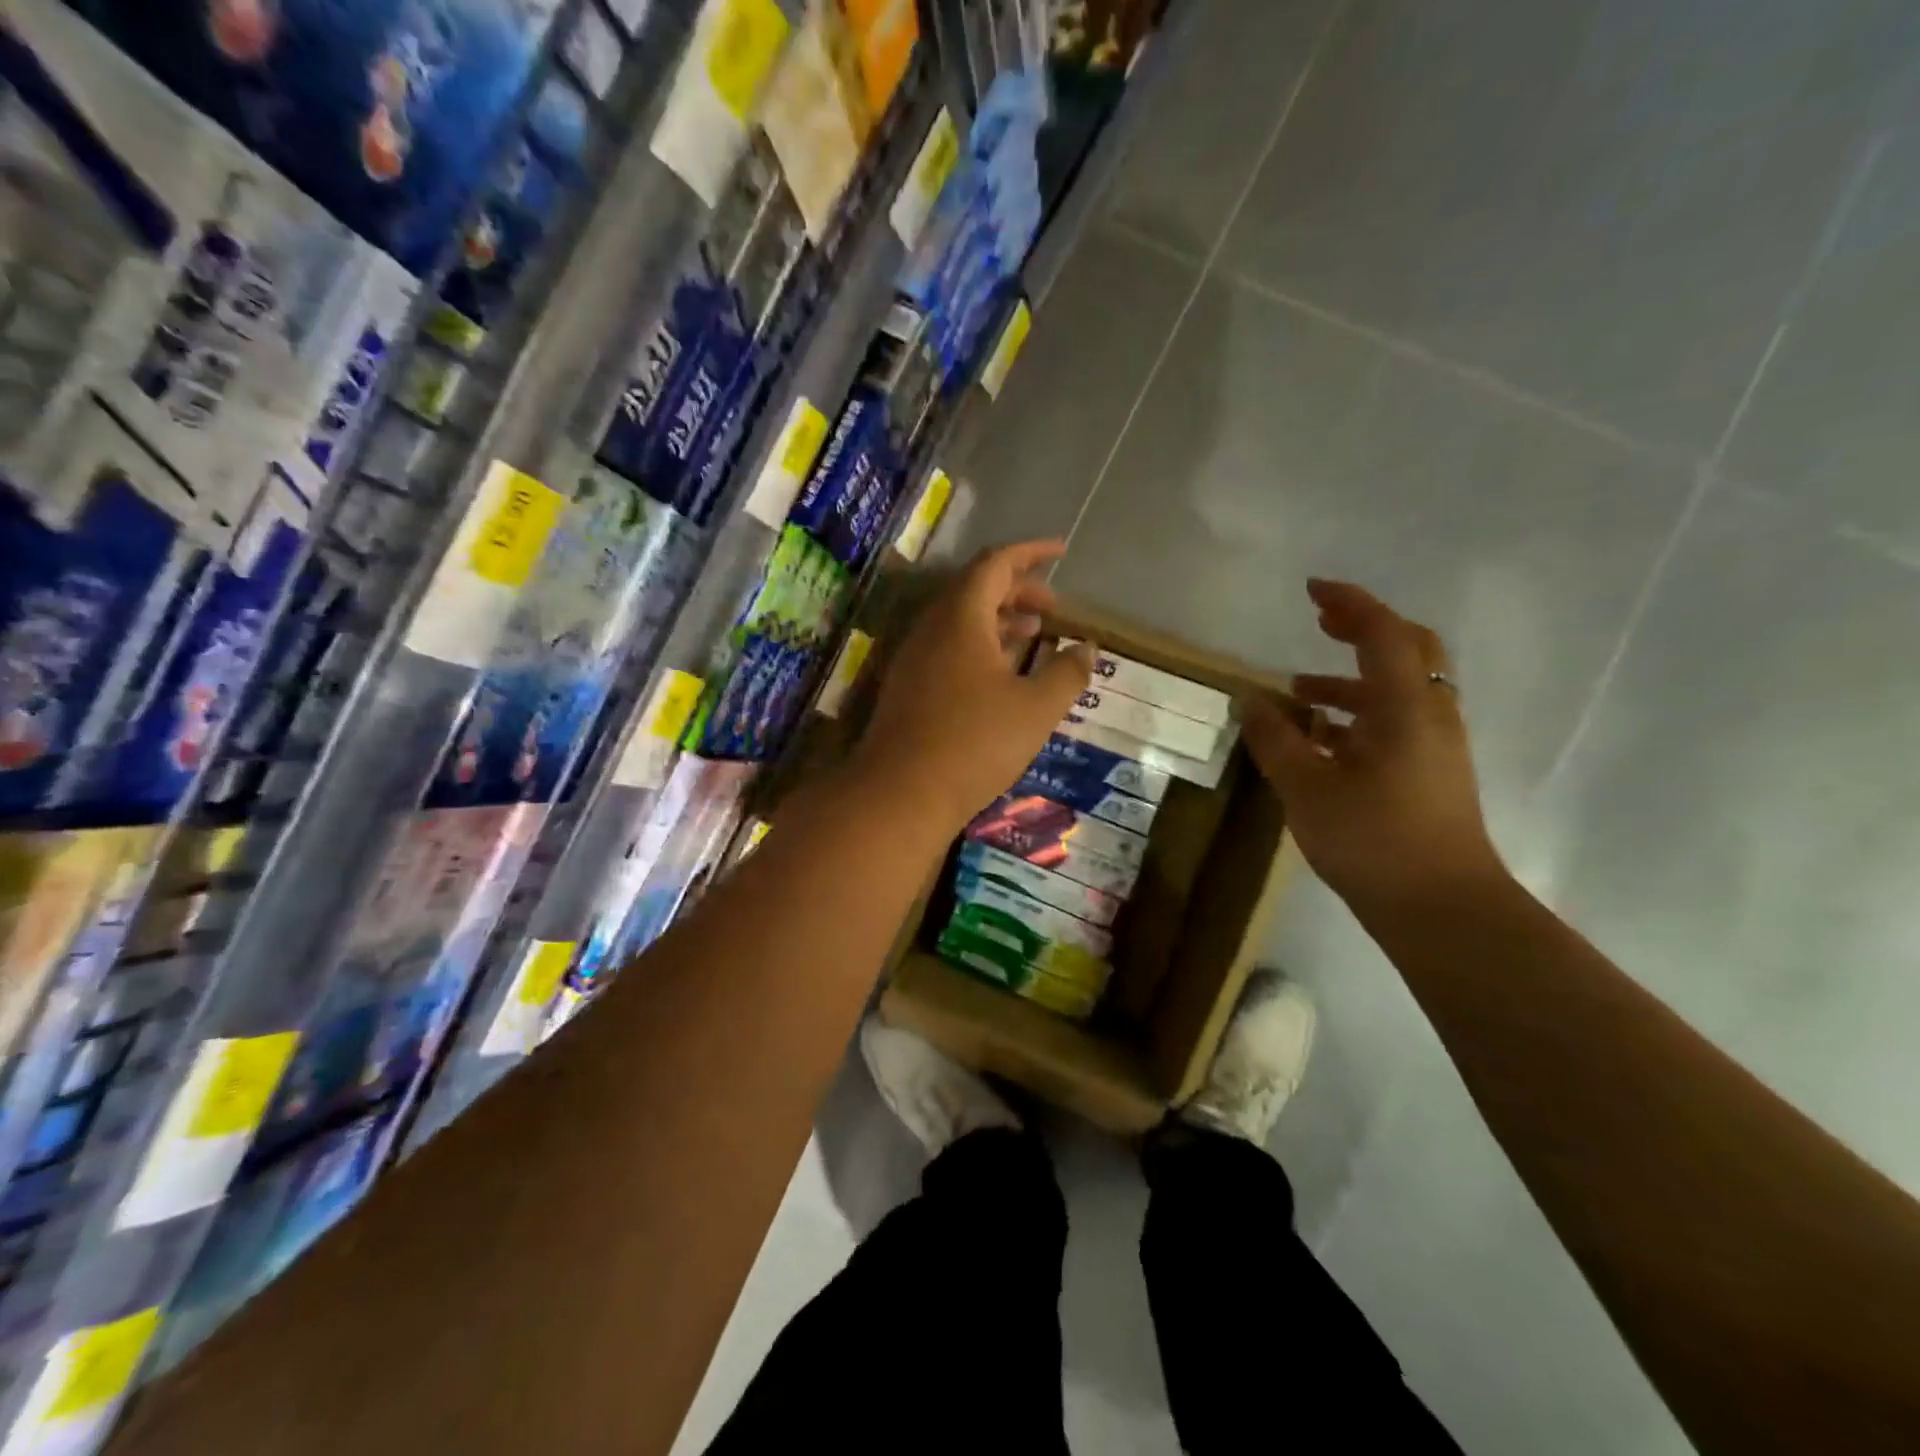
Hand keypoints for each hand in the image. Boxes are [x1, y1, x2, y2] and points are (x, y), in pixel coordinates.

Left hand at [854, 540, 1092, 832]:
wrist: (901, 794)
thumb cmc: (974, 743)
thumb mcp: (1036, 708)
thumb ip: (1067, 673)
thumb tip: (1087, 649)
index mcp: (960, 617)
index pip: (995, 564)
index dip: (1031, 554)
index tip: (1061, 552)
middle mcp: (931, 628)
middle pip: (975, 589)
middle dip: (1018, 590)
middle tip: (1054, 608)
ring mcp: (915, 659)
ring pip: (960, 621)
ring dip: (999, 620)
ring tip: (1035, 634)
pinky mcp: (909, 688)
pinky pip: (948, 649)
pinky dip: (980, 647)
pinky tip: (1001, 674)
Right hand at [1242, 580, 1506, 913]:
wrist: (1441, 908)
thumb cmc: (1373, 840)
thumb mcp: (1307, 787)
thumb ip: (1276, 738)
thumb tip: (1250, 699)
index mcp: (1405, 707)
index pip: (1383, 633)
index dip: (1349, 603)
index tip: (1312, 590)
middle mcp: (1429, 715)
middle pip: (1407, 650)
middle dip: (1363, 628)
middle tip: (1320, 622)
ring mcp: (1435, 745)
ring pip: (1399, 689)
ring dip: (1352, 677)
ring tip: (1299, 690)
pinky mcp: (1430, 772)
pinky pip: (1396, 721)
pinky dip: (1358, 713)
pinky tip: (1320, 739)